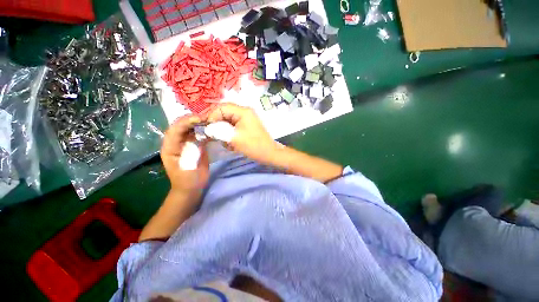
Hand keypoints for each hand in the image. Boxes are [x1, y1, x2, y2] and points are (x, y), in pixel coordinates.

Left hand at [161, 115, 208, 192]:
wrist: (192, 188)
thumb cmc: (188, 181)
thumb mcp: (188, 168)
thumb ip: (191, 152)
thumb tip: (199, 137)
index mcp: (170, 148)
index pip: (174, 130)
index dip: (185, 122)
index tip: (200, 119)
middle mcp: (176, 143)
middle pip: (181, 126)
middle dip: (192, 119)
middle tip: (207, 117)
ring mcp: (186, 143)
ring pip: (190, 128)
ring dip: (199, 123)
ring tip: (211, 121)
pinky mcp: (194, 145)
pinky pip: (198, 134)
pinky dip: (205, 130)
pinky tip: (212, 129)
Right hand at [207, 104, 278, 164]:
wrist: (269, 154)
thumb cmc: (254, 146)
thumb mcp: (234, 138)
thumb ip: (219, 131)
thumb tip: (207, 128)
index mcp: (243, 111)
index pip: (221, 108)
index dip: (211, 116)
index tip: (206, 128)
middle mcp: (244, 112)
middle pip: (224, 113)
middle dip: (217, 125)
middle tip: (213, 136)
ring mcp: (245, 119)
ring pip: (227, 121)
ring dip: (223, 131)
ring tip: (227, 142)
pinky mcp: (246, 126)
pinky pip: (232, 127)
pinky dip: (229, 135)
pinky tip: (232, 144)